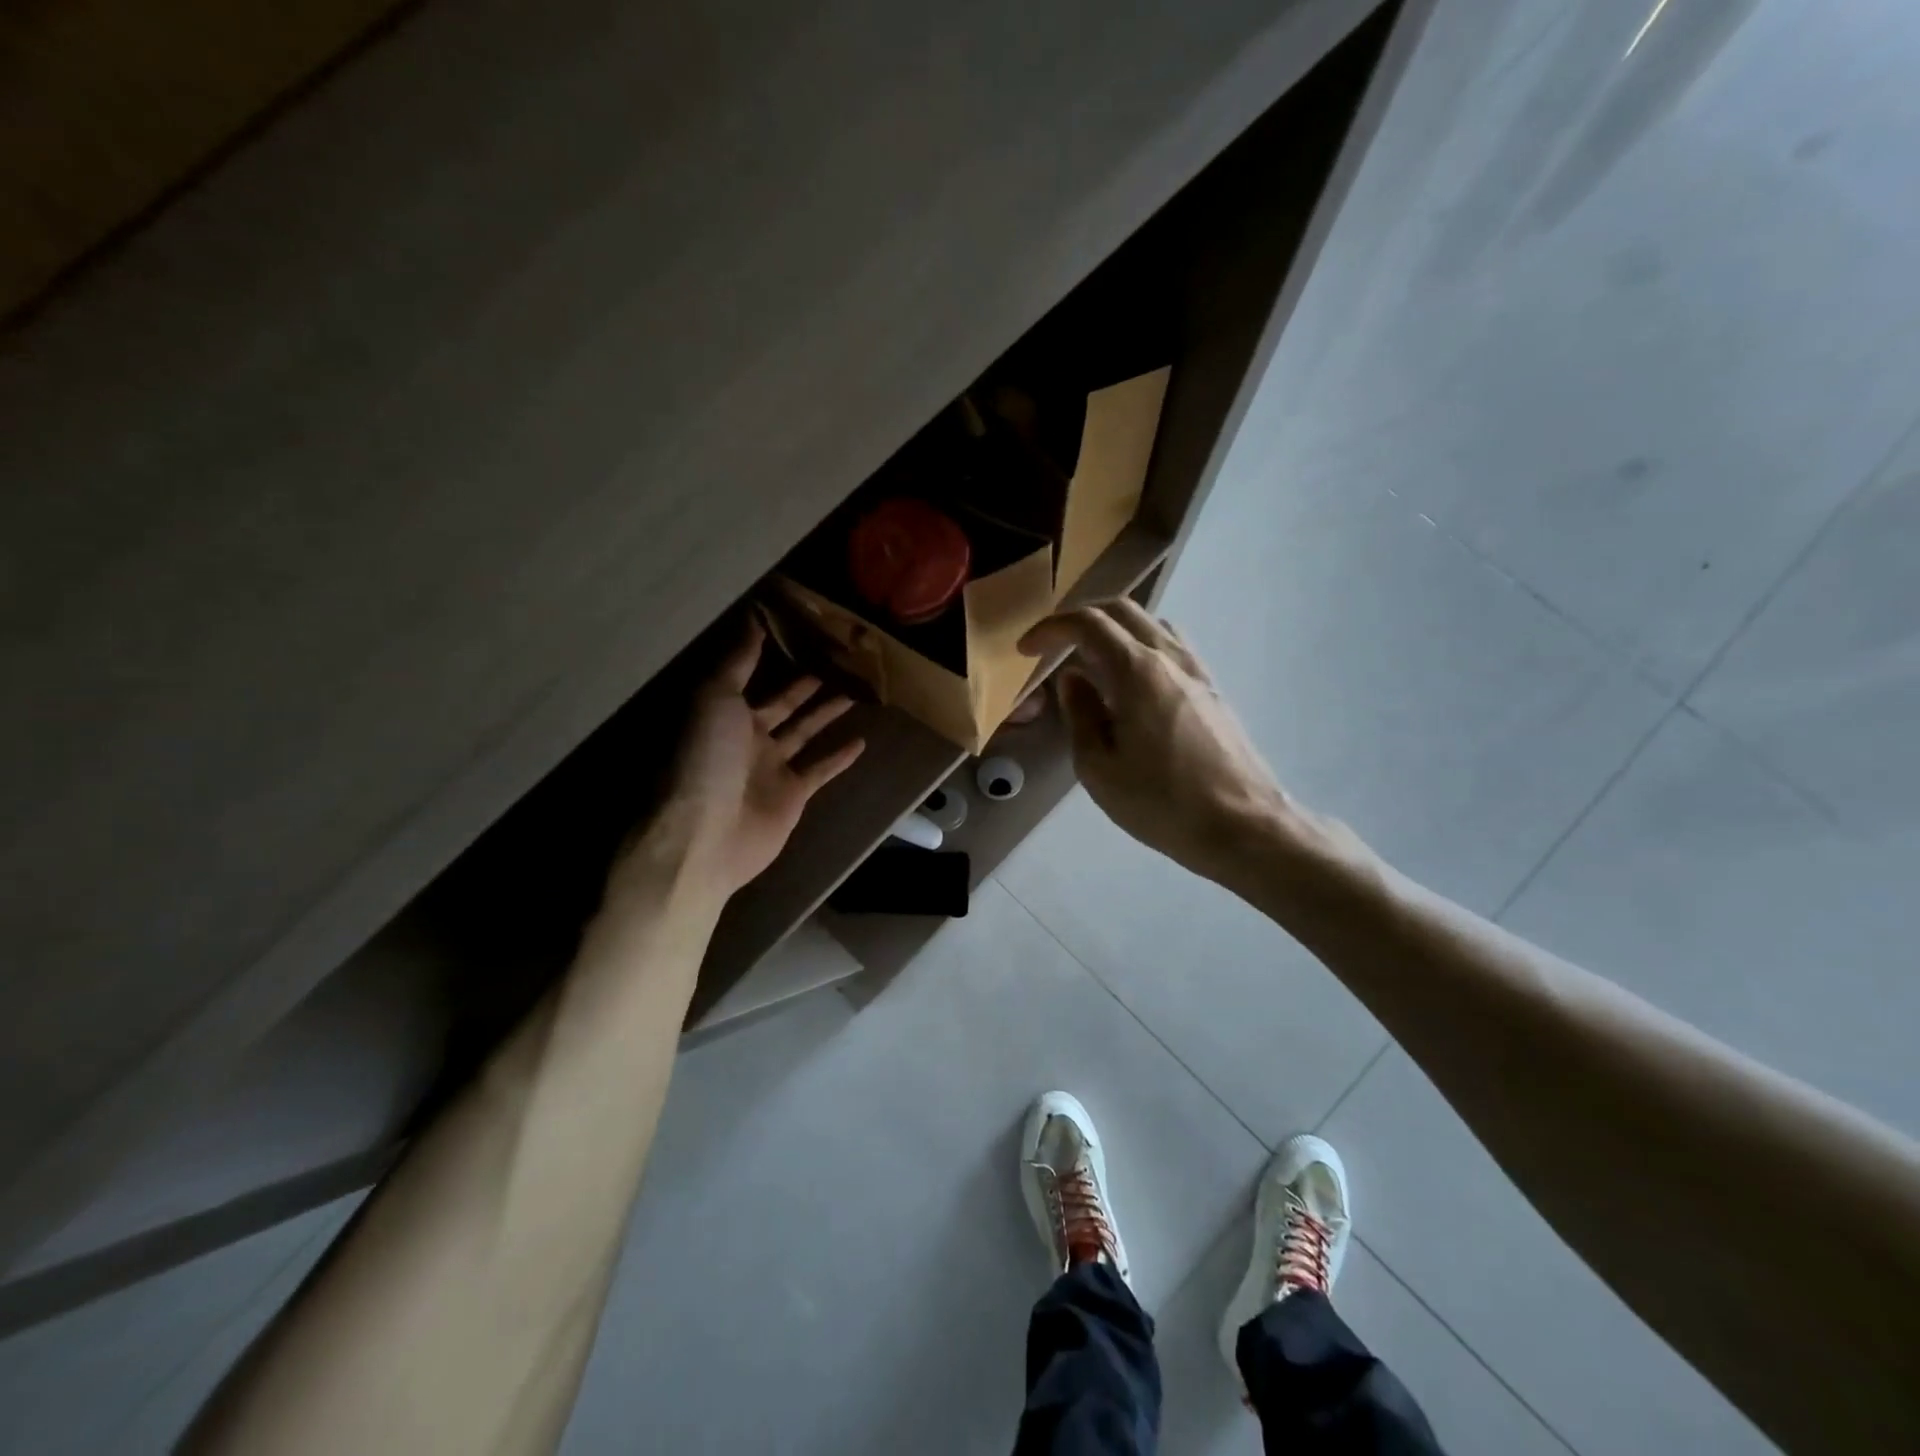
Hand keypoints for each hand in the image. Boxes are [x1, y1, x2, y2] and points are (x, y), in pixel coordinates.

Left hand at [614, 619, 864, 904]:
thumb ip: (738, 660)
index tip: (805, 632)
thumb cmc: (706, 758)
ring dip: (828, 713)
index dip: (776, 654)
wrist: (706, 834)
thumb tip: (754, 616)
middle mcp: (748, 737)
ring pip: (806, 732)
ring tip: (856, 691)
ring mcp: (772, 767)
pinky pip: (820, 770)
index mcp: (725, 711)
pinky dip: (839, 757)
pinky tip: (862, 741)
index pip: (754, 675)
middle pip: (785, 703)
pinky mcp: (793, 795)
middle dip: (808, 683)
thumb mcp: (716, 697)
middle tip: (840, 660)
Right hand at [1020, 602, 1303, 886]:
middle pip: (1122, 611)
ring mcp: (1196, 671)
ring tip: (1090, 663)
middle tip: (1054, 646)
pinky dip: (1140, 647)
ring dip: (1114, 630)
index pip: (1088, 624)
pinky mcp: (1211, 689)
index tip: (1026, 650)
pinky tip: (1130, 684)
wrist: (1243, 826)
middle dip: (1081, 619)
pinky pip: (1170, 648)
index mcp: (1137, 671)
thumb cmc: (1162, 802)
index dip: (1050, 629)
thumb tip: (1073, 679)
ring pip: (1150, 625)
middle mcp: (1169, 658)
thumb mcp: (1099, 768)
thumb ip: (1081, 714)